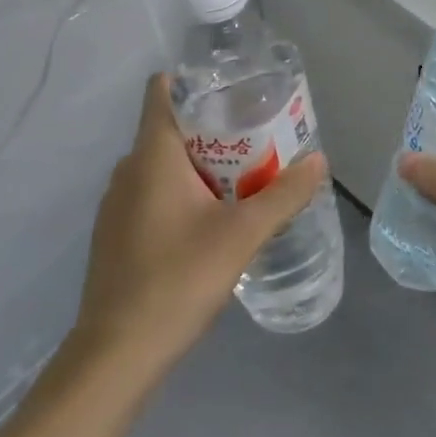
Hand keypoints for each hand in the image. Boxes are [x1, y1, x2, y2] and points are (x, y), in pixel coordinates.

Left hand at [74, 74, 327, 379]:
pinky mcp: (117, 234)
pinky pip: (154, 194)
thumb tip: (319, 160)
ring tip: (246, 179)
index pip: (162, 90)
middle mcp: (128, 170)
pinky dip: (184, 193)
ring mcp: (117, 204)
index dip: (196, 81)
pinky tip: (213, 222)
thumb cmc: (177, 279)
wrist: (117, 355)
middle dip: (216, 128)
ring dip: (203, 165)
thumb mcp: (242, 235)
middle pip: (172, 128)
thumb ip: (284, 195)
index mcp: (151, 155)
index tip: (236, 91)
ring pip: (164, 165)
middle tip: (261, 139)